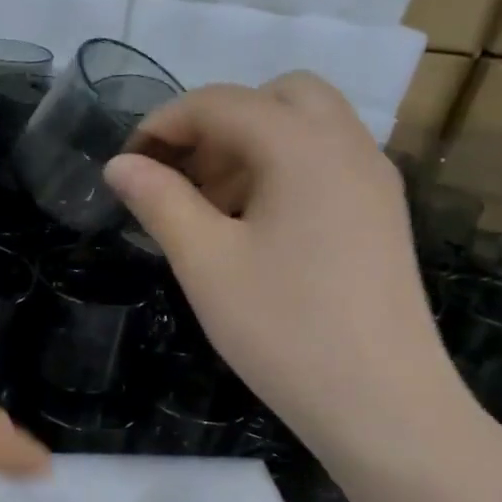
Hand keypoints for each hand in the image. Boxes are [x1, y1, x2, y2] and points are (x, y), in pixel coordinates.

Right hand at [106, 74, 454, 454]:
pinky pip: (327, 162)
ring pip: (306, 127)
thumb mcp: (205, 263)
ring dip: (251, 146)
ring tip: (212, 208)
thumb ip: (159, 201)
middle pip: (276, 97)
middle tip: (182, 177)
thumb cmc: (283, 329)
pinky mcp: (382, 213)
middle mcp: (347, 145)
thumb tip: (119, 164)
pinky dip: (283, 169)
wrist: (382, 404)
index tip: (128, 163)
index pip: (221, 103)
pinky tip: (256, 228)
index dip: (164, 124)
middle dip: (217, 124)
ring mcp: (374, 179)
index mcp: (302, 146)